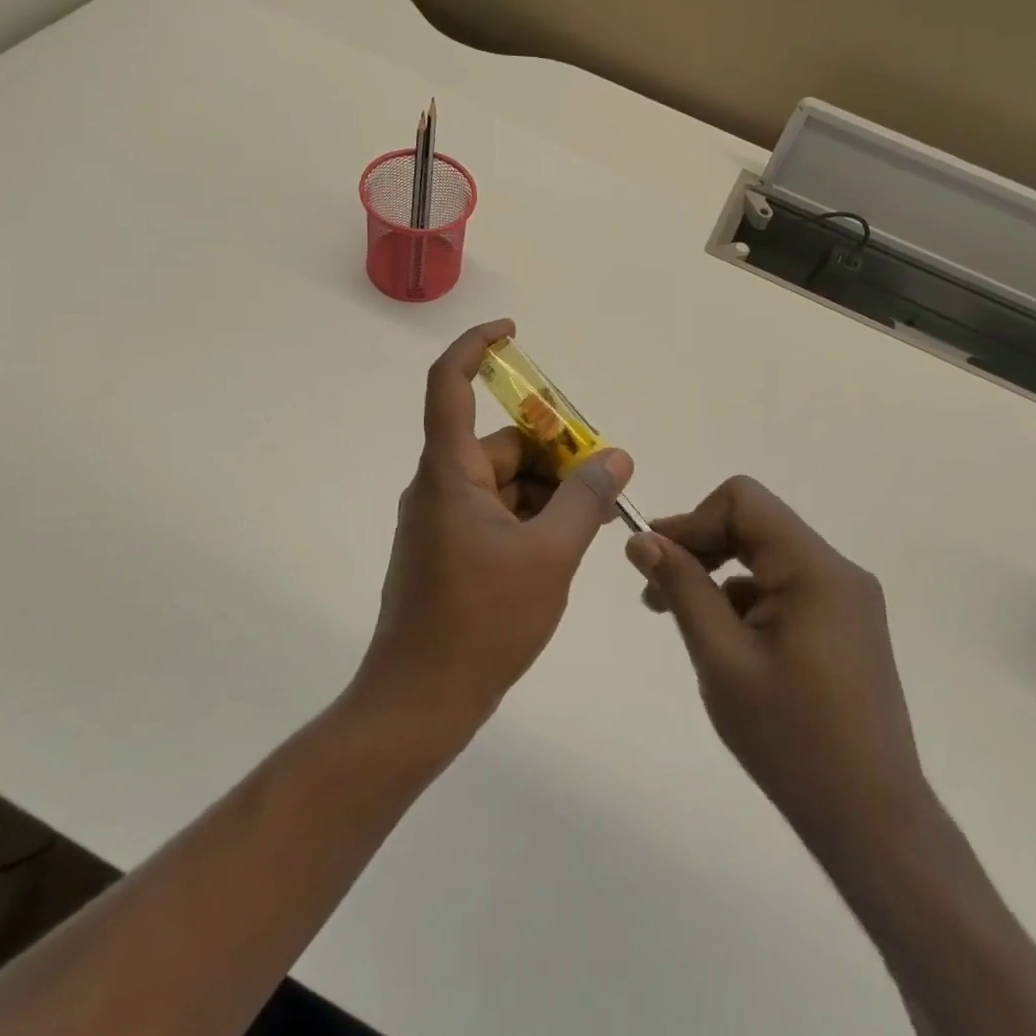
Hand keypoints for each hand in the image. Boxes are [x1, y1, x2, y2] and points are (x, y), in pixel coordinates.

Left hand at [354, 319, 633, 743]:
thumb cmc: (482, 622)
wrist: (420, 701)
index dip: (477, 347)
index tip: (514, 333)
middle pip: (498, 442)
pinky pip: (493, 512)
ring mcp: (440, 520)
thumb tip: (616, 456)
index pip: (449, 384)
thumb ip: (585, 500)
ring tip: (590, 524)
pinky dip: (528, 518)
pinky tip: (560, 549)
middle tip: (601, 481)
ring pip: (501, 482)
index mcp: (449, 472)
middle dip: (551, 453)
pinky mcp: (446, 550)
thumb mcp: (549, 556)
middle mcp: (438, 485)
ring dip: (545, 491)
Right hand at [626, 477, 928, 838]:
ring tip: (682, 621)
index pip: (742, 501)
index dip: (691, 521)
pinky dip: (745, 599)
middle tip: (656, 592)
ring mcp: (846, 599)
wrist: (872, 823)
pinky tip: (725, 643)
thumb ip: (682, 589)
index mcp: (815, 569)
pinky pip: (784, 586)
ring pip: (765, 555)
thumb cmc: (792, 740)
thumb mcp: (722, 659)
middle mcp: (837, 571)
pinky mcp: (845, 625)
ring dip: (719, 574)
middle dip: (700, 546)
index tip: (654, 561)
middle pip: (754, 523)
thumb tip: (642, 540)